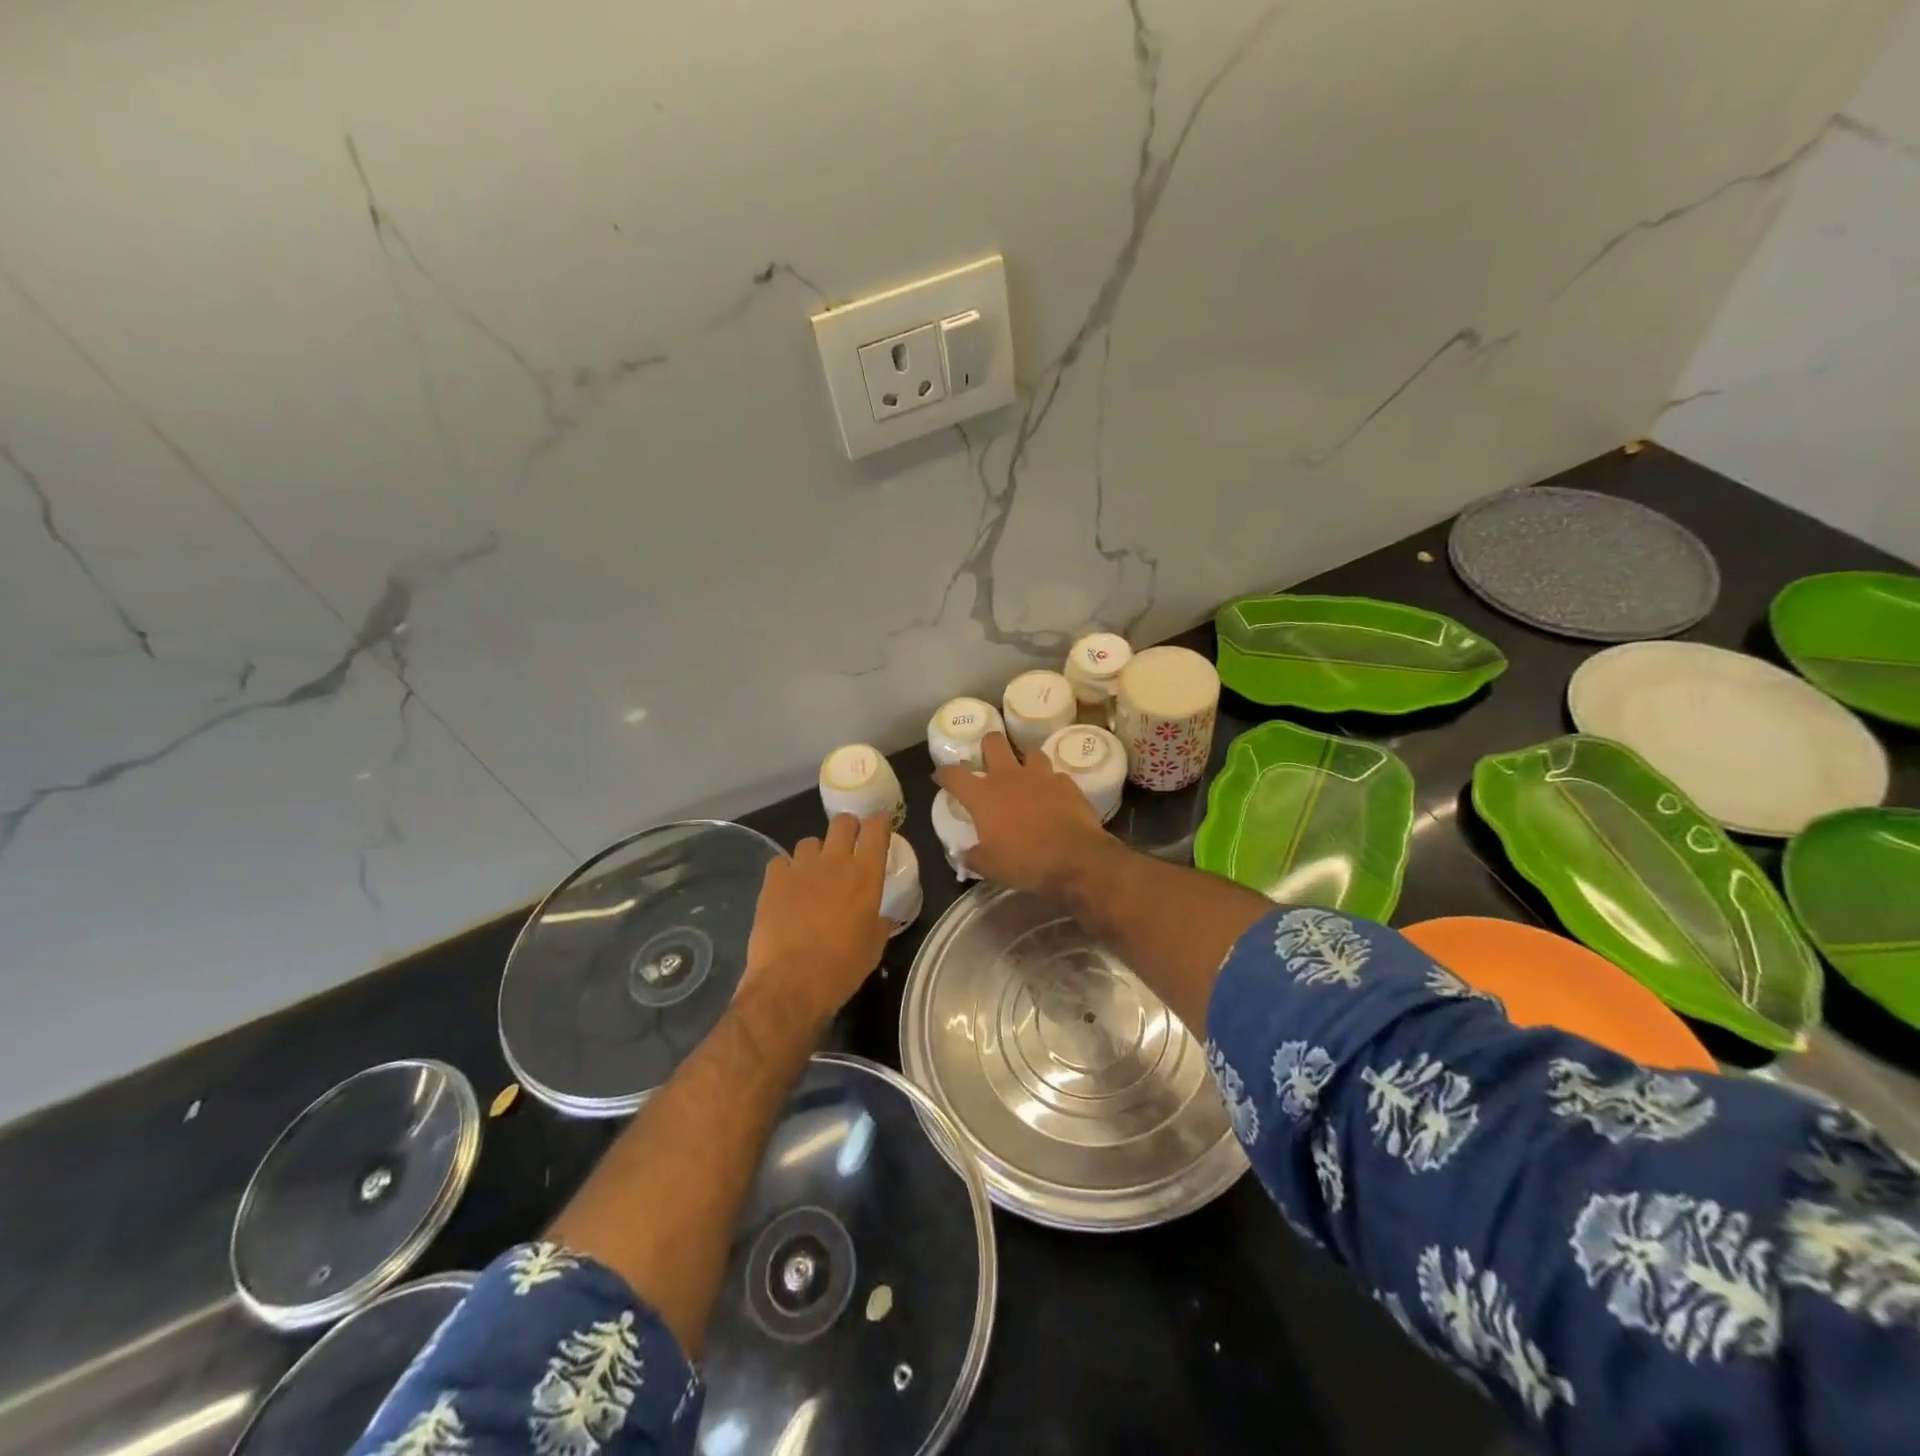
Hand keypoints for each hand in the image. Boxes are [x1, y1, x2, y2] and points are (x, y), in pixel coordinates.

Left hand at [744, 813, 891, 1026]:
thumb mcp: (873, 948)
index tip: (880, 826)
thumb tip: (881, 918)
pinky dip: (786, 871)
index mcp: (866, 876)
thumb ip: (879, 924)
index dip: (879, 823)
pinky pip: (781, 862)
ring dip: (816, 853)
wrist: (791, 982)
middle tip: (849, 844)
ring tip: (814, 873)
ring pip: (810, 841)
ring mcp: (801, 868)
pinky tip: (787, 888)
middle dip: (848, 828)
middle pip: (842, 823)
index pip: (877, 830)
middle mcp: (835, 862)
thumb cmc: (841, 968)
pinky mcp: (774, 880)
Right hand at [935, 732, 1115, 895]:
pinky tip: (1052, 795)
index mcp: (983, 795)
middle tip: (988, 759)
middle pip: (993, 742)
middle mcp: (1009, 777)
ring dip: (1024, 760)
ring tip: (1024, 773)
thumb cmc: (1024, 861)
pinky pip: (1055, 775)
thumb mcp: (990, 867)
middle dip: (988, 745)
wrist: (1074, 858)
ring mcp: (1040, 776)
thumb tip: (965, 854)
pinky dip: (1051, 783)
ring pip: (1029, 751)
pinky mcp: (1066, 783)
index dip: (945, 773)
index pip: (955, 775)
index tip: (940, 775)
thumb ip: (973, 856)